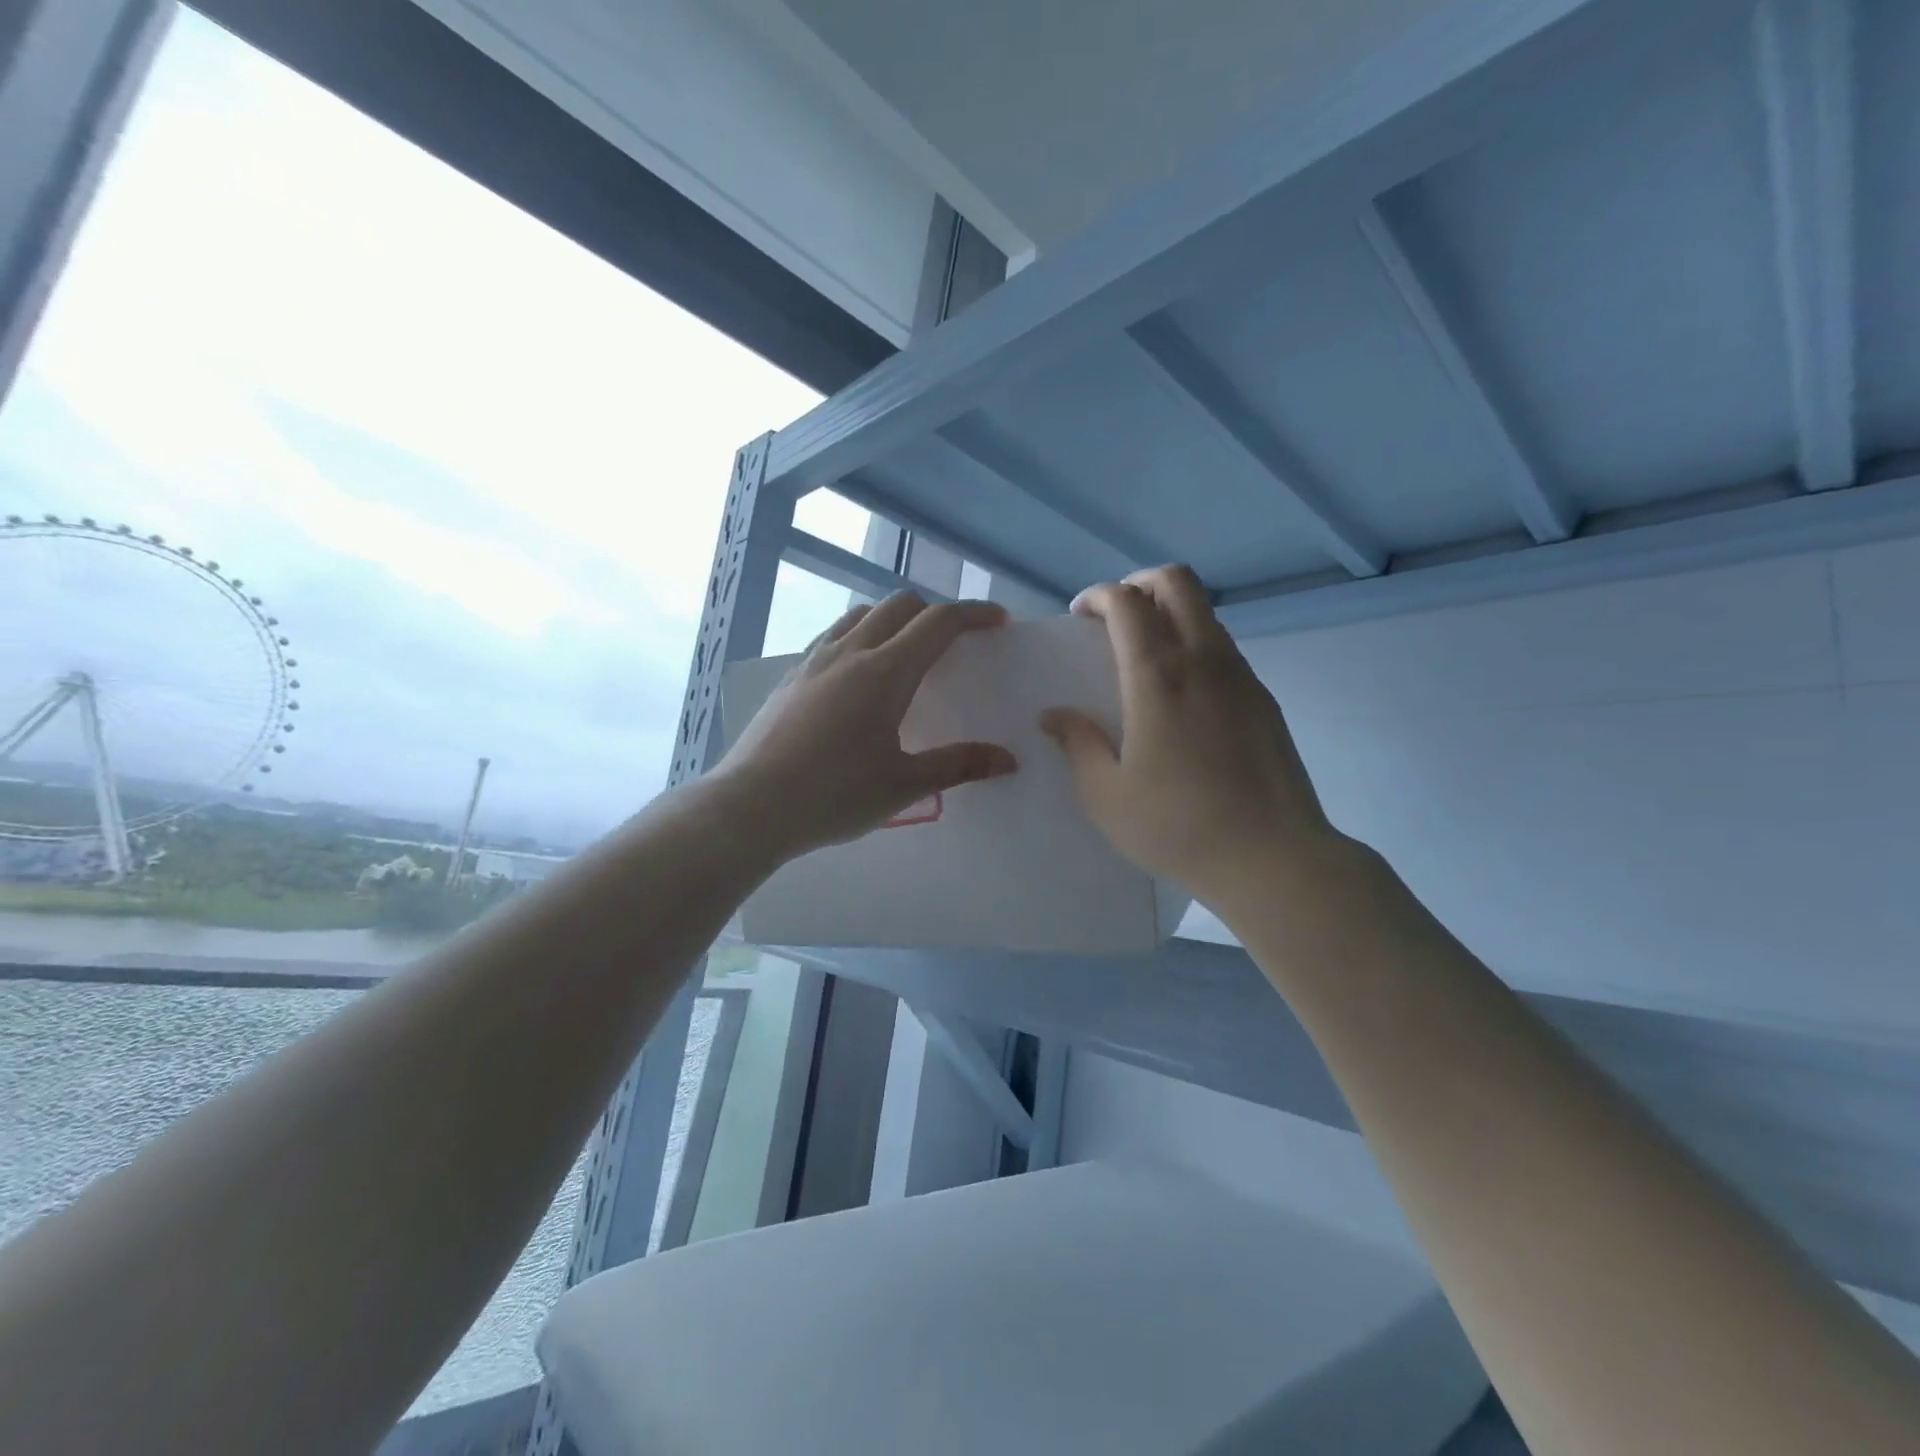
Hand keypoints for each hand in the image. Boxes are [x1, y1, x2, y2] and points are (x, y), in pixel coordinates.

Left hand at [715, 592, 1016, 860]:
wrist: (750, 807)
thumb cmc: (834, 796)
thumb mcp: (903, 785)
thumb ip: (958, 765)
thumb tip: (1008, 759)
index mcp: (885, 672)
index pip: (938, 623)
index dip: (973, 614)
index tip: (997, 620)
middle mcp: (849, 652)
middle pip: (899, 606)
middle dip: (935, 613)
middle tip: (953, 644)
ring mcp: (814, 661)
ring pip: (861, 615)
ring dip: (893, 620)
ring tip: (906, 654)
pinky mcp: (790, 677)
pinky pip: (832, 636)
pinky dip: (860, 636)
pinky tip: (857, 676)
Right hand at [1040, 565, 1342, 908]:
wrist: (1271, 858)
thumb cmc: (1177, 826)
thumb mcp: (1106, 795)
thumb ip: (1077, 745)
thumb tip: (1055, 716)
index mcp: (1158, 676)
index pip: (1127, 601)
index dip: (1099, 595)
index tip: (1081, 617)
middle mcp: (1203, 660)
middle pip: (1177, 583)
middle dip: (1139, 583)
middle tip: (1114, 617)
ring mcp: (1241, 677)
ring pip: (1205, 613)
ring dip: (1170, 614)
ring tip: (1144, 658)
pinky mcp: (1264, 699)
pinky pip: (1224, 649)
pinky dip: (1195, 645)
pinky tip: (1181, 696)